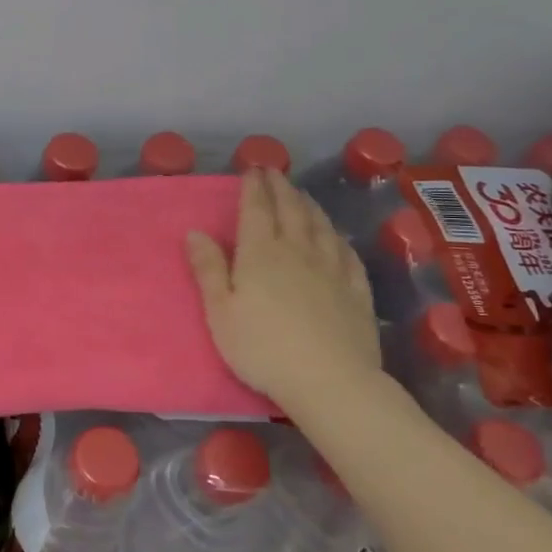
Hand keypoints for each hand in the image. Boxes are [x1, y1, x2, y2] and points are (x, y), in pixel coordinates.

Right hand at [186, 168, 393, 421]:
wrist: (331, 381)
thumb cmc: (263, 348)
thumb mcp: (221, 312)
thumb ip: (209, 269)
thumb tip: (196, 231)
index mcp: (261, 253)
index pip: (257, 209)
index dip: (254, 187)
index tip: (252, 169)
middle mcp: (298, 251)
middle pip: (291, 211)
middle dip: (281, 188)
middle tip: (275, 173)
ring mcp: (332, 270)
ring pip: (320, 226)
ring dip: (309, 205)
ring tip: (302, 195)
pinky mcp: (356, 291)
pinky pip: (347, 253)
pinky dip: (337, 236)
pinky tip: (336, 236)